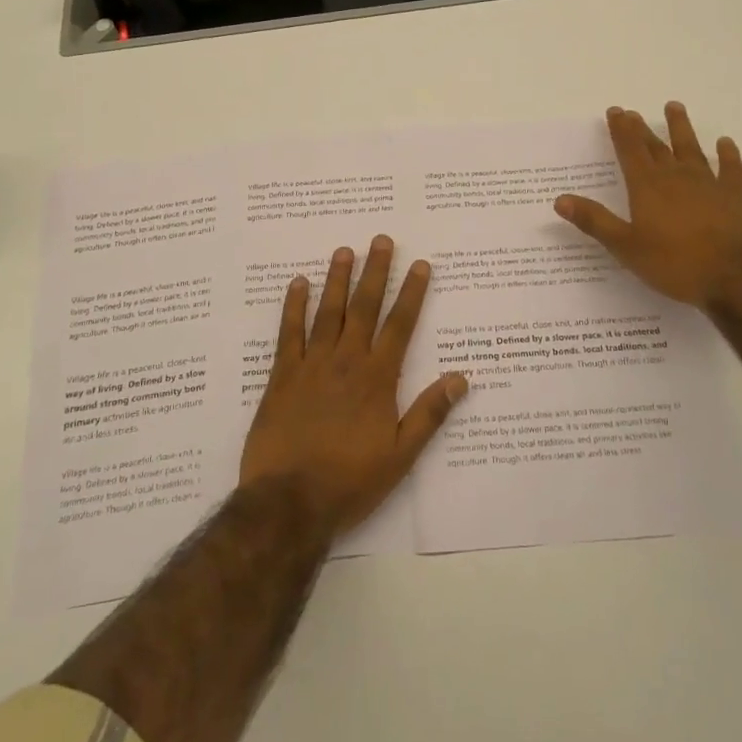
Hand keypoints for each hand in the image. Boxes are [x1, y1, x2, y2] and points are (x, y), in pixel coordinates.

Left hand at [240, 236, 467, 535]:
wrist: (289, 501)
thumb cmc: (350, 481)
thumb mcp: (400, 455)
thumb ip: (429, 414)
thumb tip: (460, 378)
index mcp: (378, 378)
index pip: (400, 325)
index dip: (411, 293)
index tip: (420, 265)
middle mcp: (346, 361)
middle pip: (364, 307)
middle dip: (375, 272)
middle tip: (381, 240)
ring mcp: (311, 364)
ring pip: (328, 312)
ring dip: (337, 279)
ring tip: (344, 250)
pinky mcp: (281, 375)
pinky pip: (288, 332)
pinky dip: (293, 306)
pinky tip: (297, 284)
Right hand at [555, 103, 741, 311]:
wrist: (737, 278)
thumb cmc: (675, 264)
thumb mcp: (626, 247)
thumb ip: (594, 221)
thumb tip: (560, 199)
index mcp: (647, 187)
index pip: (630, 151)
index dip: (621, 130)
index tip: (615, 111)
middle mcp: (676, 177)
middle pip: (656, 146)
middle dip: (642, 129)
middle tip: (633, 112)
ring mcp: (709, 184)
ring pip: (691, 148)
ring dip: (681, 128)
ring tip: (674, 107)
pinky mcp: (736, 197)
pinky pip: (730, 169)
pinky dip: (727, 155)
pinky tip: (725, 143)